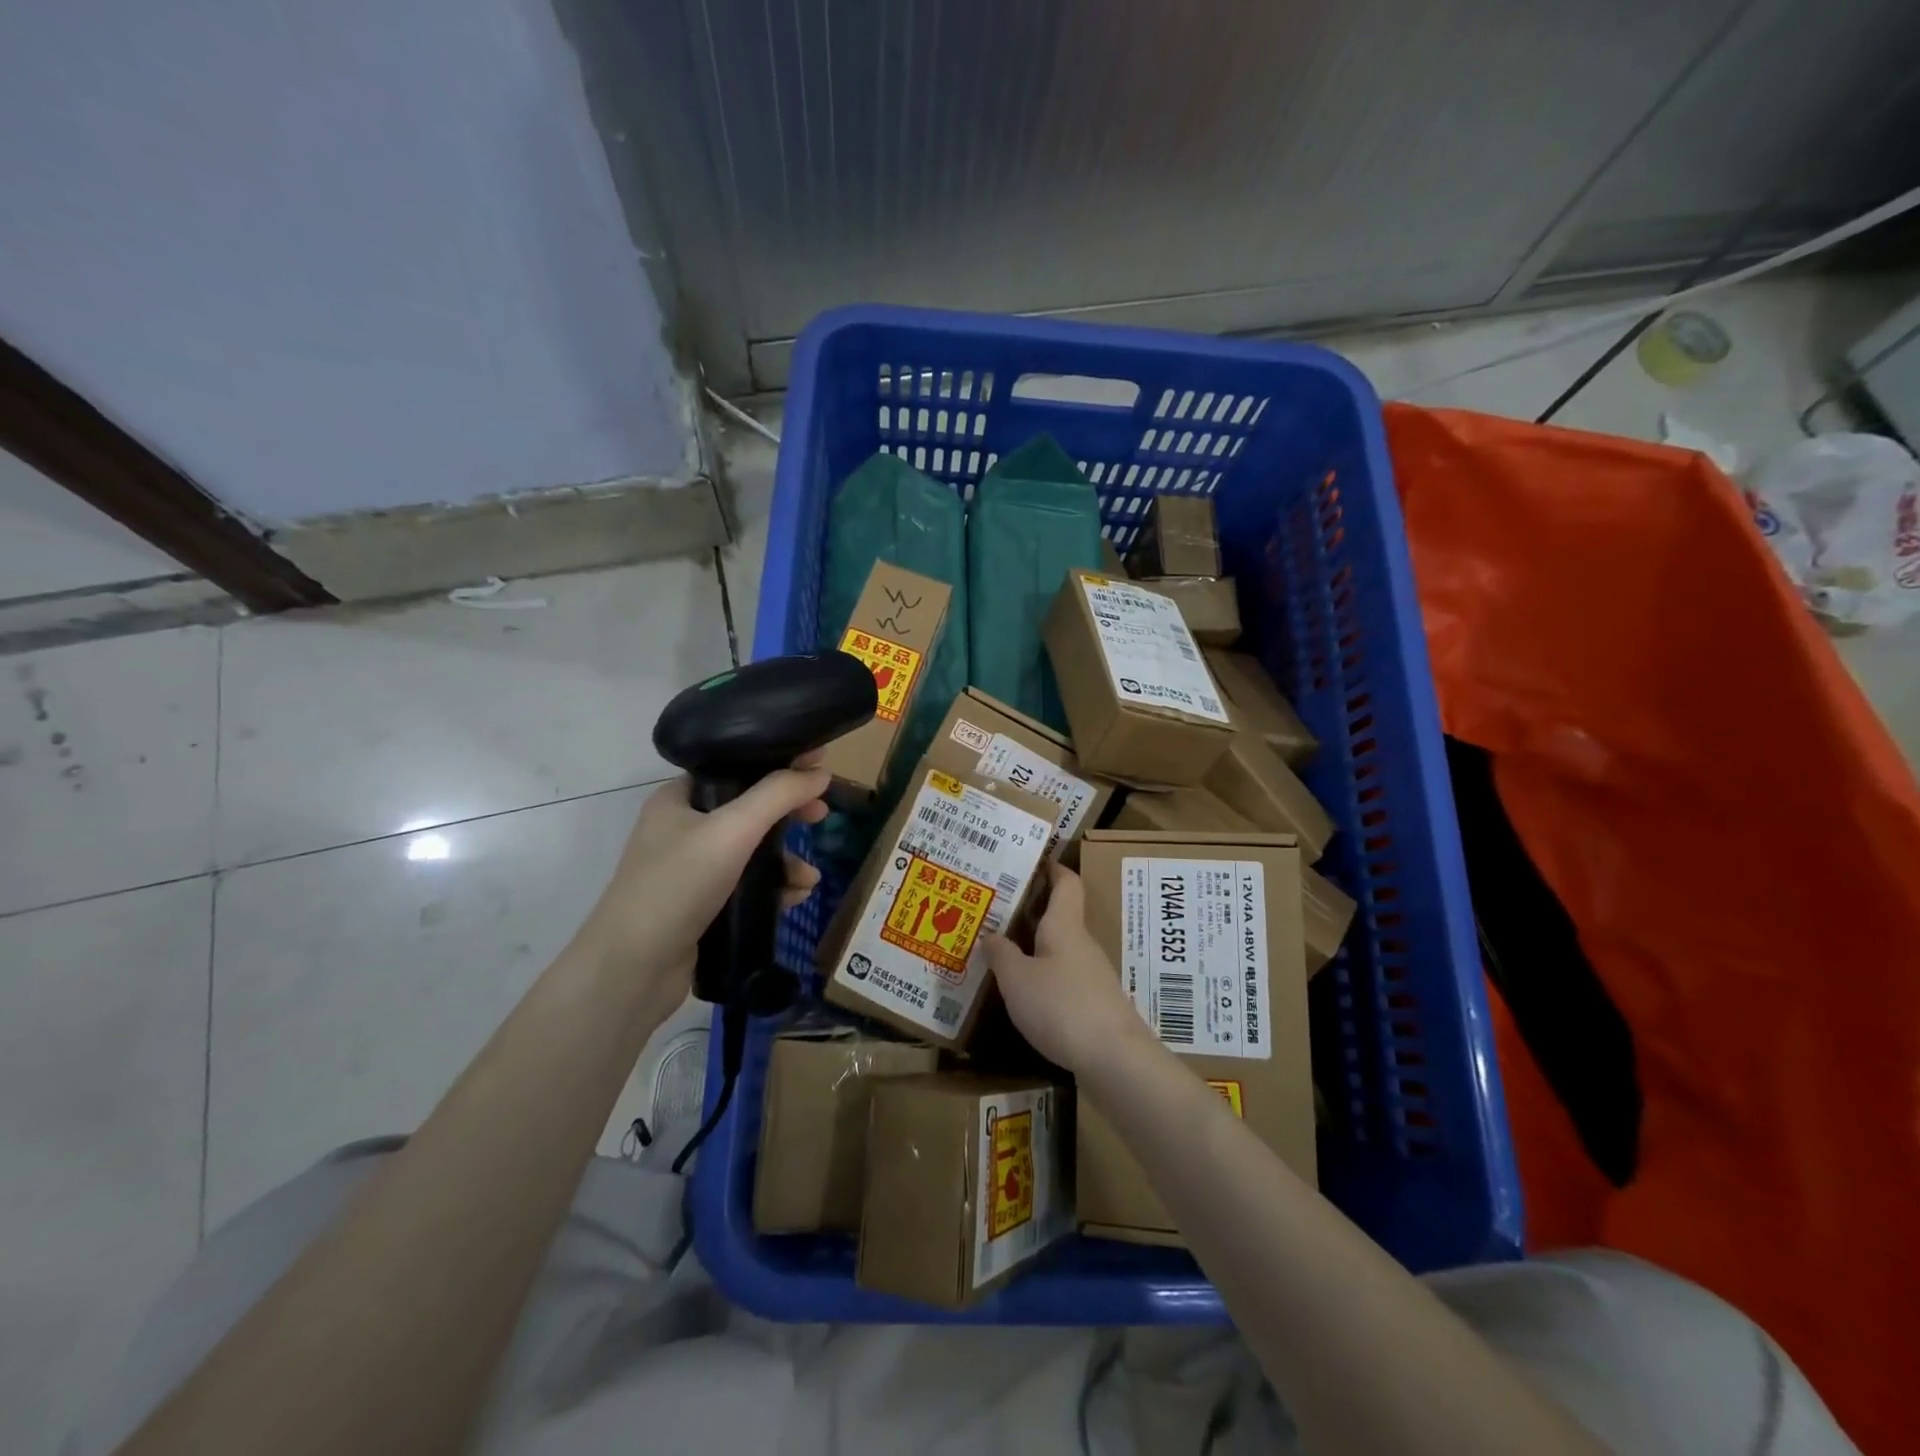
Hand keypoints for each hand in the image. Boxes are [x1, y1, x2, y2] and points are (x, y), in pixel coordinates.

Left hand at [577, 760, 829, 1001]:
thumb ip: (778, 796)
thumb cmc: (677, 885)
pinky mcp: (701, 906)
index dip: (777, 765)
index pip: (735, 768)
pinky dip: (773, 888)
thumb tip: (820, 772)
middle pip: (749, 810)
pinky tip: (795, 897)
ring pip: (751, 851)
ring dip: (785, 860)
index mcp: (678, 799)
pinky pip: (747, 885)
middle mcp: (682, 829)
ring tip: (809, 878)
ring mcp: (690, 870)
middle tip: (821, 816)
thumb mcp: (732, 830)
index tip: (817, 769)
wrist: (633, 970)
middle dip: (788, 815)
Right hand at [984, 864, 1154, 1073]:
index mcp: (1064, 926)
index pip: (1066, 883)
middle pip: (1059, 916)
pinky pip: (1063, 977)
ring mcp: (1092, 975)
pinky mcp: (1094, 1004)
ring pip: (1059, 949)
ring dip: (1034, 946)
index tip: (1033, 858)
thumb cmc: (1061, 1006)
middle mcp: (1081, 944)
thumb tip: (990, 934)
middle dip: (1030, 910)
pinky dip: (1043, 975)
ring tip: (1000, 951)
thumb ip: (1001, 954)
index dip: (1052, 867)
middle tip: (995, 909)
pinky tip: (1023, 992)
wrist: (1115, 1059)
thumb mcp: (1017, 980)